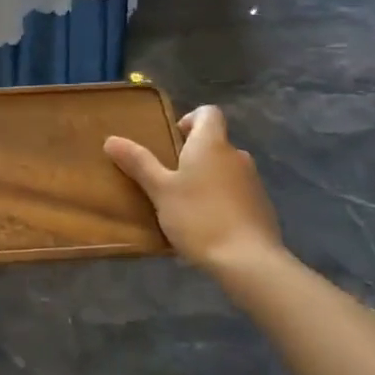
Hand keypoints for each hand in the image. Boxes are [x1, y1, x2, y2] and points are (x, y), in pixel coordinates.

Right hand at [106, 106, 283, 280]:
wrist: (249, 261)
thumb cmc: (199, 217)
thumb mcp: (161, 191)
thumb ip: (139, 163)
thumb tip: (111, 139)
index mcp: (212, 143)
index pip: (208, 112)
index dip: (190, 120)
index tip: (173, 141)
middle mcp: (236, 155)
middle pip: (214, 143)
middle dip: (193, 156)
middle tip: (169, 179)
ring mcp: (253, 181)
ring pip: (225, 169)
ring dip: (208, 179)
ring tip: (186, 206)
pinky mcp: (262, 207)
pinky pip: (237, 193)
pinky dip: (223, 200)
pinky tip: (208, 226)